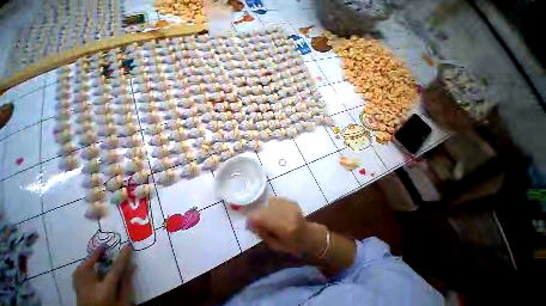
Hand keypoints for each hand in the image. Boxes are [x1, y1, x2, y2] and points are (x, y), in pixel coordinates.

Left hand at [73, 245, 134, 305]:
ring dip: (88, 262)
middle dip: (95, 256)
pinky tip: (89, 268)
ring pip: (79, 272)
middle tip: (104, 247)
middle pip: (87, 268)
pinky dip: (83, 269)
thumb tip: (133, 266)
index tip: (128, 245)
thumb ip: (126, 284)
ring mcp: (80, 291)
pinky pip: (77, 277)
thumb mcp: (124, 302)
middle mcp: (89, 289)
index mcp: (104, 291)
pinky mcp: (77, 293)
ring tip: (96, 256)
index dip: (123, 256)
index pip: (115, 269)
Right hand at [248, 196, 326, 256]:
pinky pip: (275, 200)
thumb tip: (250, 222)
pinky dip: (272, 206)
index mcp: (285, 227)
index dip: (252, 219)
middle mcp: (287, 213)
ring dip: (266, 210)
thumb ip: (262, 233)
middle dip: (258, 214)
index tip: (249, 223)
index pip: (262, 218)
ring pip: (269, 203)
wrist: (309, 234)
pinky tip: (276, 212)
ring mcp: (290, 205)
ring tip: (269, 217)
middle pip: (265, 209)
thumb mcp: (275, 245)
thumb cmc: (293, 245)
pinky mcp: (291, 201)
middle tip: (258, 221)